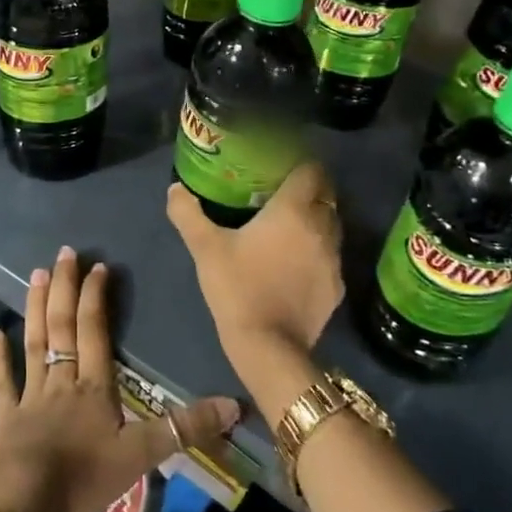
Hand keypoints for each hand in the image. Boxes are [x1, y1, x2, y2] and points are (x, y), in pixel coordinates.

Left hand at [0, 246, 238, 511]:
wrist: (25, 504)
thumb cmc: (84, 476)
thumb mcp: (142, 455)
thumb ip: (185, 428)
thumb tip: (234, 405)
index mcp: (93, 385)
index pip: (94, 330)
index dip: (96, 297)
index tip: (98, 267)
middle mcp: (61, 380)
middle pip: (62, 326)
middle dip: (64, 287)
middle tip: (64, 254)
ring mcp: (30, 396)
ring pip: (35, 342)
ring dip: (35, 307)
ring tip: (34, 274)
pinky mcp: (6, 417)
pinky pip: (2, 381)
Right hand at [166, 162, 344, 374]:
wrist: (268, 347)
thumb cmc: (237, 288)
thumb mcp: (205, 248)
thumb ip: (188, 213)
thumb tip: (175, 189)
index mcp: (293, 210)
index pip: (312, 171)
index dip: (300, 164)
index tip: (281, 167)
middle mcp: (321, 229)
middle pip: (326, 196)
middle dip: (309, 191)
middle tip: (281, 194)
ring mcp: (333, 260)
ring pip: (332, 227)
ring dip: (315, 222)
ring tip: (289, 228)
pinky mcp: (336, 288)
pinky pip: (330, 258)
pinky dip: (317, 253)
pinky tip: (295, 264)